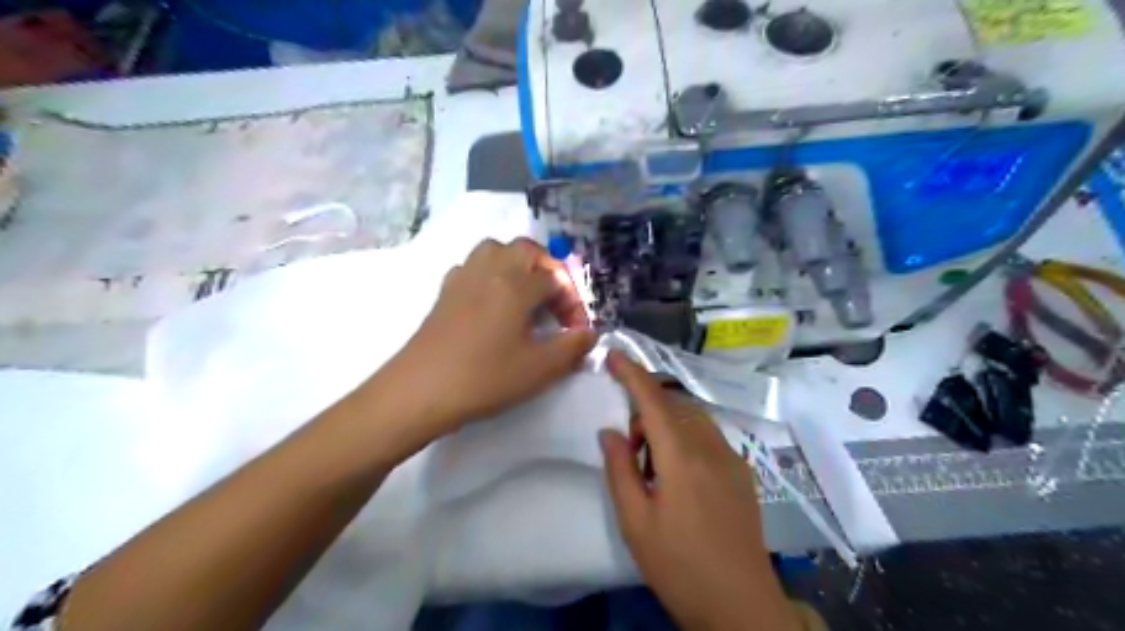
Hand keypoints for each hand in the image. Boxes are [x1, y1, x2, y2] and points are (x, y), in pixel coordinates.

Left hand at [381, 236, 596, 433]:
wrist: (420, 390)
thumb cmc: (485, 377)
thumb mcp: (539, 368)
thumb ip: (572, 347)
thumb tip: (591, 334)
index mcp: (515, 284)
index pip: (555, 279)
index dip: (572, 302)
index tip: (575, 331)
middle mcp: (489, 270)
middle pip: (525, 249)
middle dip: (547, 269)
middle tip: (554, 301)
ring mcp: (462, 278)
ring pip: (495, 250)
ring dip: (516, 265)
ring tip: (525, 295)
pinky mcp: (444, 292)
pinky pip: (472, 267)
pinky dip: (488, 274)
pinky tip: (491, 303)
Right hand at [602, 351, 794, 630]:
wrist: (740, 605)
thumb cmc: (679, 566)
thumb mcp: (635, 522)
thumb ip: (619, 470)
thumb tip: (609, 431)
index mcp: (682, 458)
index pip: (653, 401)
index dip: (632, 374)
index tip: (614, 355)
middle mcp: (711, 447)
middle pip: (673, 406)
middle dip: (646, 413)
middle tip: (631, 450)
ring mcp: (732, 458)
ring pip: (693, 419)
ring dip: (667, 425)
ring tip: (653, 466)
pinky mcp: (742, 472)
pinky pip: (708, 436)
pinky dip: (686, 438)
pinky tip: (680, 476)